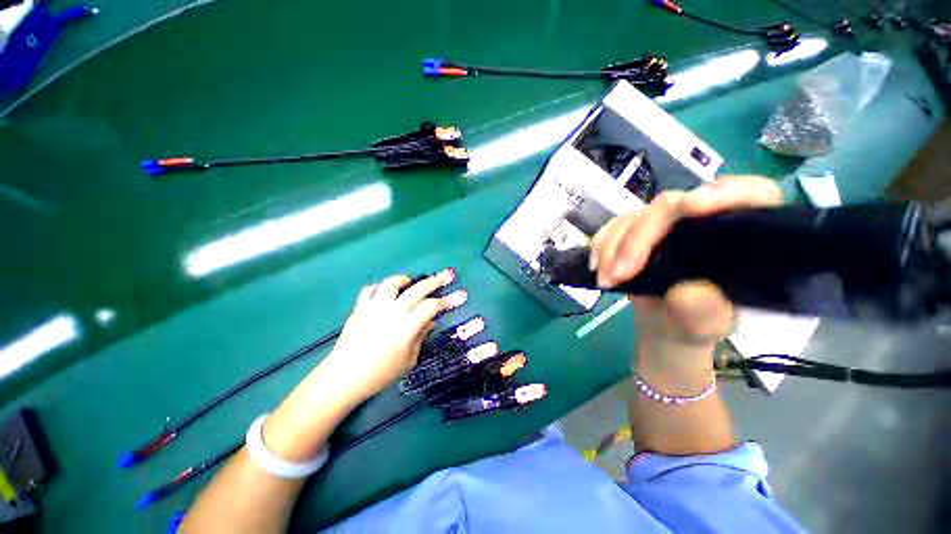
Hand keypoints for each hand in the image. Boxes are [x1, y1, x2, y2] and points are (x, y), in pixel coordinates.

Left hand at [319, 270, 462, 403]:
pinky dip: (378, 289)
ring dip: (403, 280)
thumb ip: (421, 337)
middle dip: (434, 281)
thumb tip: (430, 322)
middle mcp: (392, 311)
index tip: (452, 299)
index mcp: (407, 325)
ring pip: (391, 283)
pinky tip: (382, 294)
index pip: (430, 306)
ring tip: (409, 282)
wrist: (343, 377)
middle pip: (417, 290)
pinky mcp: (359, 308)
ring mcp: (374, 307)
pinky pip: (369, 290)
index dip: (443, 301)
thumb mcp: (408, 360)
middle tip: (444, 276)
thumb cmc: (380, 374)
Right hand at [591, 176, 783, 350]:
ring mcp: (667, 222)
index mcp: (742, 233)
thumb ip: (705, 313)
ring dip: (613, 247)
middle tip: (619, 274)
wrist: (666, 322)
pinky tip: (598, 265)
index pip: (749, 194)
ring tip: (606, 280)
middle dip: (638, 239)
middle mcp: (703, 218)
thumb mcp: (708, 326)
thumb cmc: (697, 322)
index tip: (692, 207)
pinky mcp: (638, 229)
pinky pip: (614, 226)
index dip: (724, 193)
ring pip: (636, 216)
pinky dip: (601, 244)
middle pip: (671, 207)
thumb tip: (687, 291)